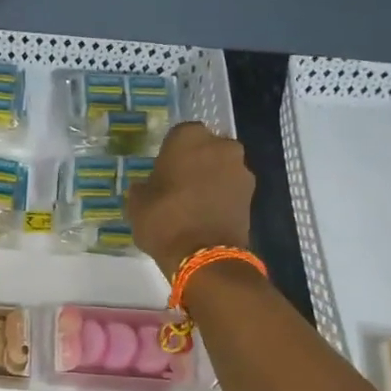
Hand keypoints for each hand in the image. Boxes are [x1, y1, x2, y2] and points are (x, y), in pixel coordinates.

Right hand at [126, 122, 254, 278]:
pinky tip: (208, 213)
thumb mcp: (137, 202)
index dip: (170, 153)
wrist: (204, 255)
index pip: (178, 135)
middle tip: (179, 183)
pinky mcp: (252, 193)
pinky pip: (232, 187)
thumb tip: (149, 186)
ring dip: (212, 177)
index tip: (163, 170)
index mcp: (188, 137)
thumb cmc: (164, 220)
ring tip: (195, 201)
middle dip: (195, 161)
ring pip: (222, 166)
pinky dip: (222, 195)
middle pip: (206, 147)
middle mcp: (220, 145)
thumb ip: (144, 186)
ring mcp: (241, 168)